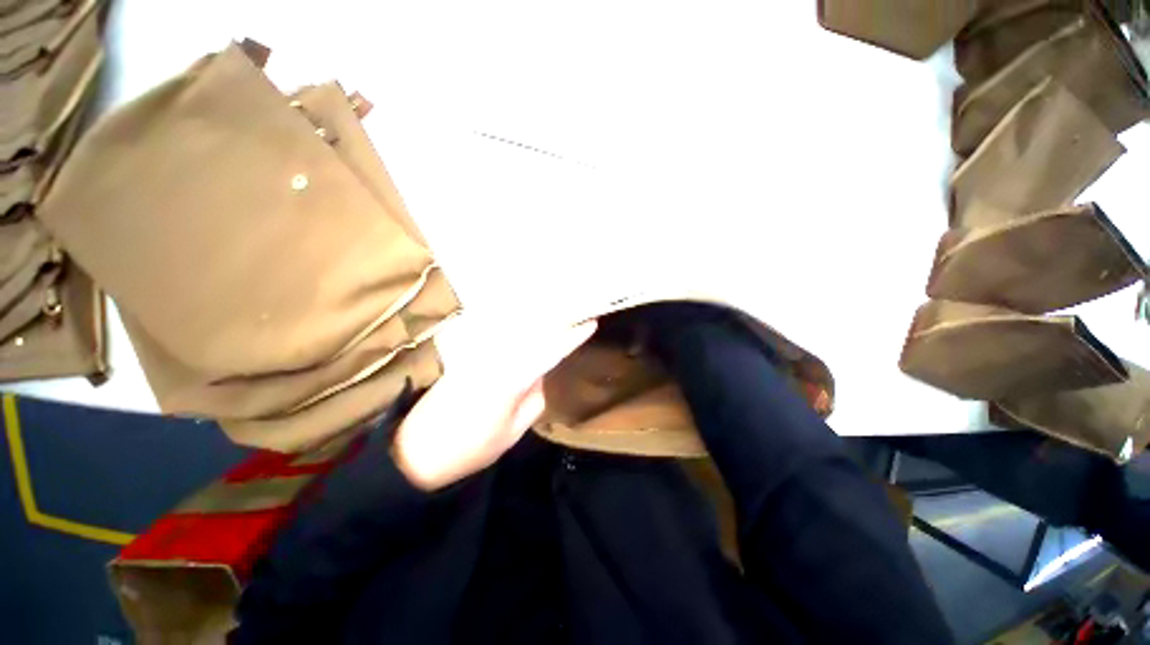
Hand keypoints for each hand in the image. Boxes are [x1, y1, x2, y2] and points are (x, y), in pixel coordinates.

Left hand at [393, 318, 596, 489]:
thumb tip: (542, 375)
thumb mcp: (512, 432)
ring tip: (558, 304)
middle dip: (556, 316)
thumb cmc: (470, 448)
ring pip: (515, 325)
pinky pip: (497, 330)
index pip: (549, 351)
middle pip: (532, 329)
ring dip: (537, 314)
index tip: (591, 322)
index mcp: (511, 378)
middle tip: (578, 304)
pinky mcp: (467, 352)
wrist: (416, 450)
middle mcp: (496, 356)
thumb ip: (534, 398)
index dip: (572, 336)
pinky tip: (525, 317)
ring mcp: (479, 351)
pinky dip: (514, 321)